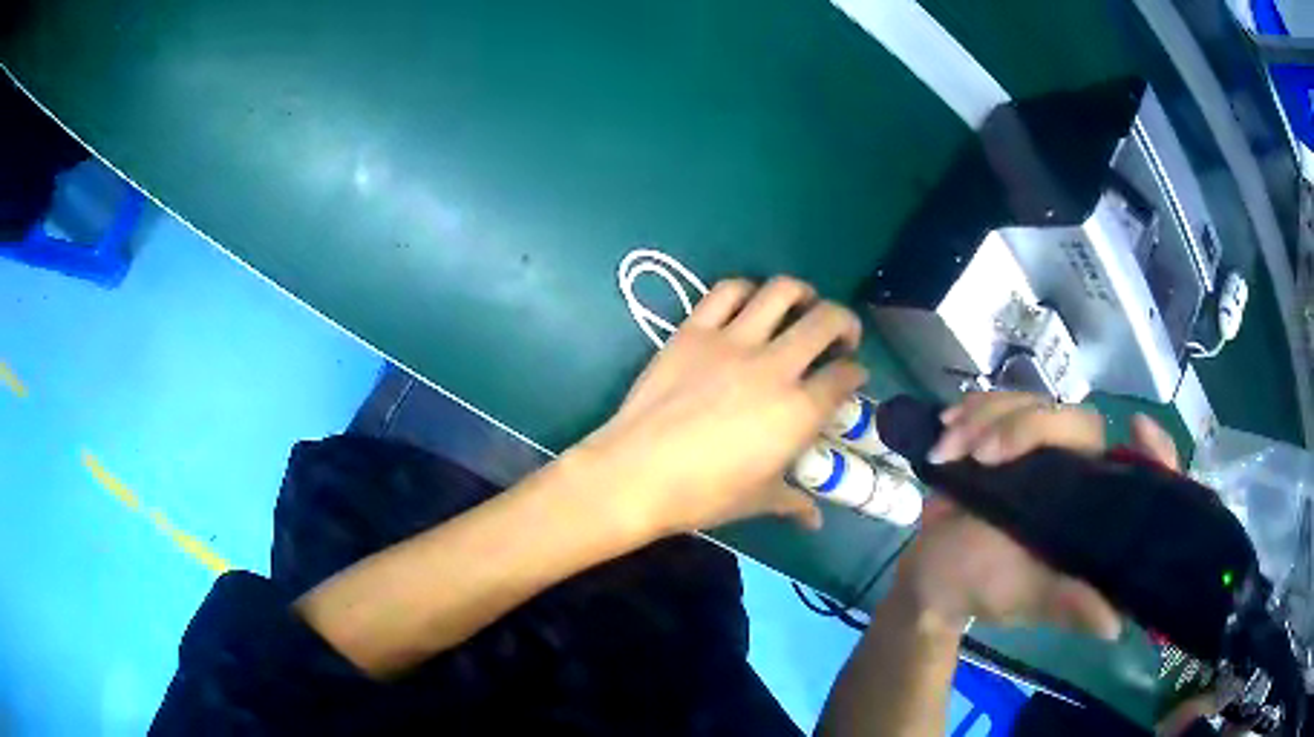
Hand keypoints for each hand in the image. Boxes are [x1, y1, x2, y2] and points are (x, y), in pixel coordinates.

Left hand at [580, 276, 867, 536]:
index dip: (856, 373)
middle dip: (846, 324)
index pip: (844, 377)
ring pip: (782, 292)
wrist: (635, 474)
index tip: (853, 376)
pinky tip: (749, 304)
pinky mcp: (694, 331)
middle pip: (827, 322)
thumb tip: (813, 520)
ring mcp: (733, 342)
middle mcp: (775, 367)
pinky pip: (727, 292)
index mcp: (798, 411)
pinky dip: (746, 290)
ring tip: (802, 306)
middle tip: (841, 337)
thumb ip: (792, 502)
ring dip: (802, 294)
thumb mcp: (757, 500)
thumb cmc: (702, 496)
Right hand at [894, 392, 1178, 636]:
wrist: (930, 569)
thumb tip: (1114, 626)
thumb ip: (1066, 604)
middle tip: (980, 455)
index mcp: (1092, 515)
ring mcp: (1046, 452)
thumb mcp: (1026, 597)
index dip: (1154, 453)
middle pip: (1078, 422)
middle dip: (1024, 428)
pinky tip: (947, 427)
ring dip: (986, 419)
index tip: (1139, 427)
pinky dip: (973, 409)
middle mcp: (1079, 477)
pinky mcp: (1013, 437)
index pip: (1138, 477)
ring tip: (947, 450)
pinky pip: (1004, 402)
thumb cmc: (980, 587)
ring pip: (1036, 403)